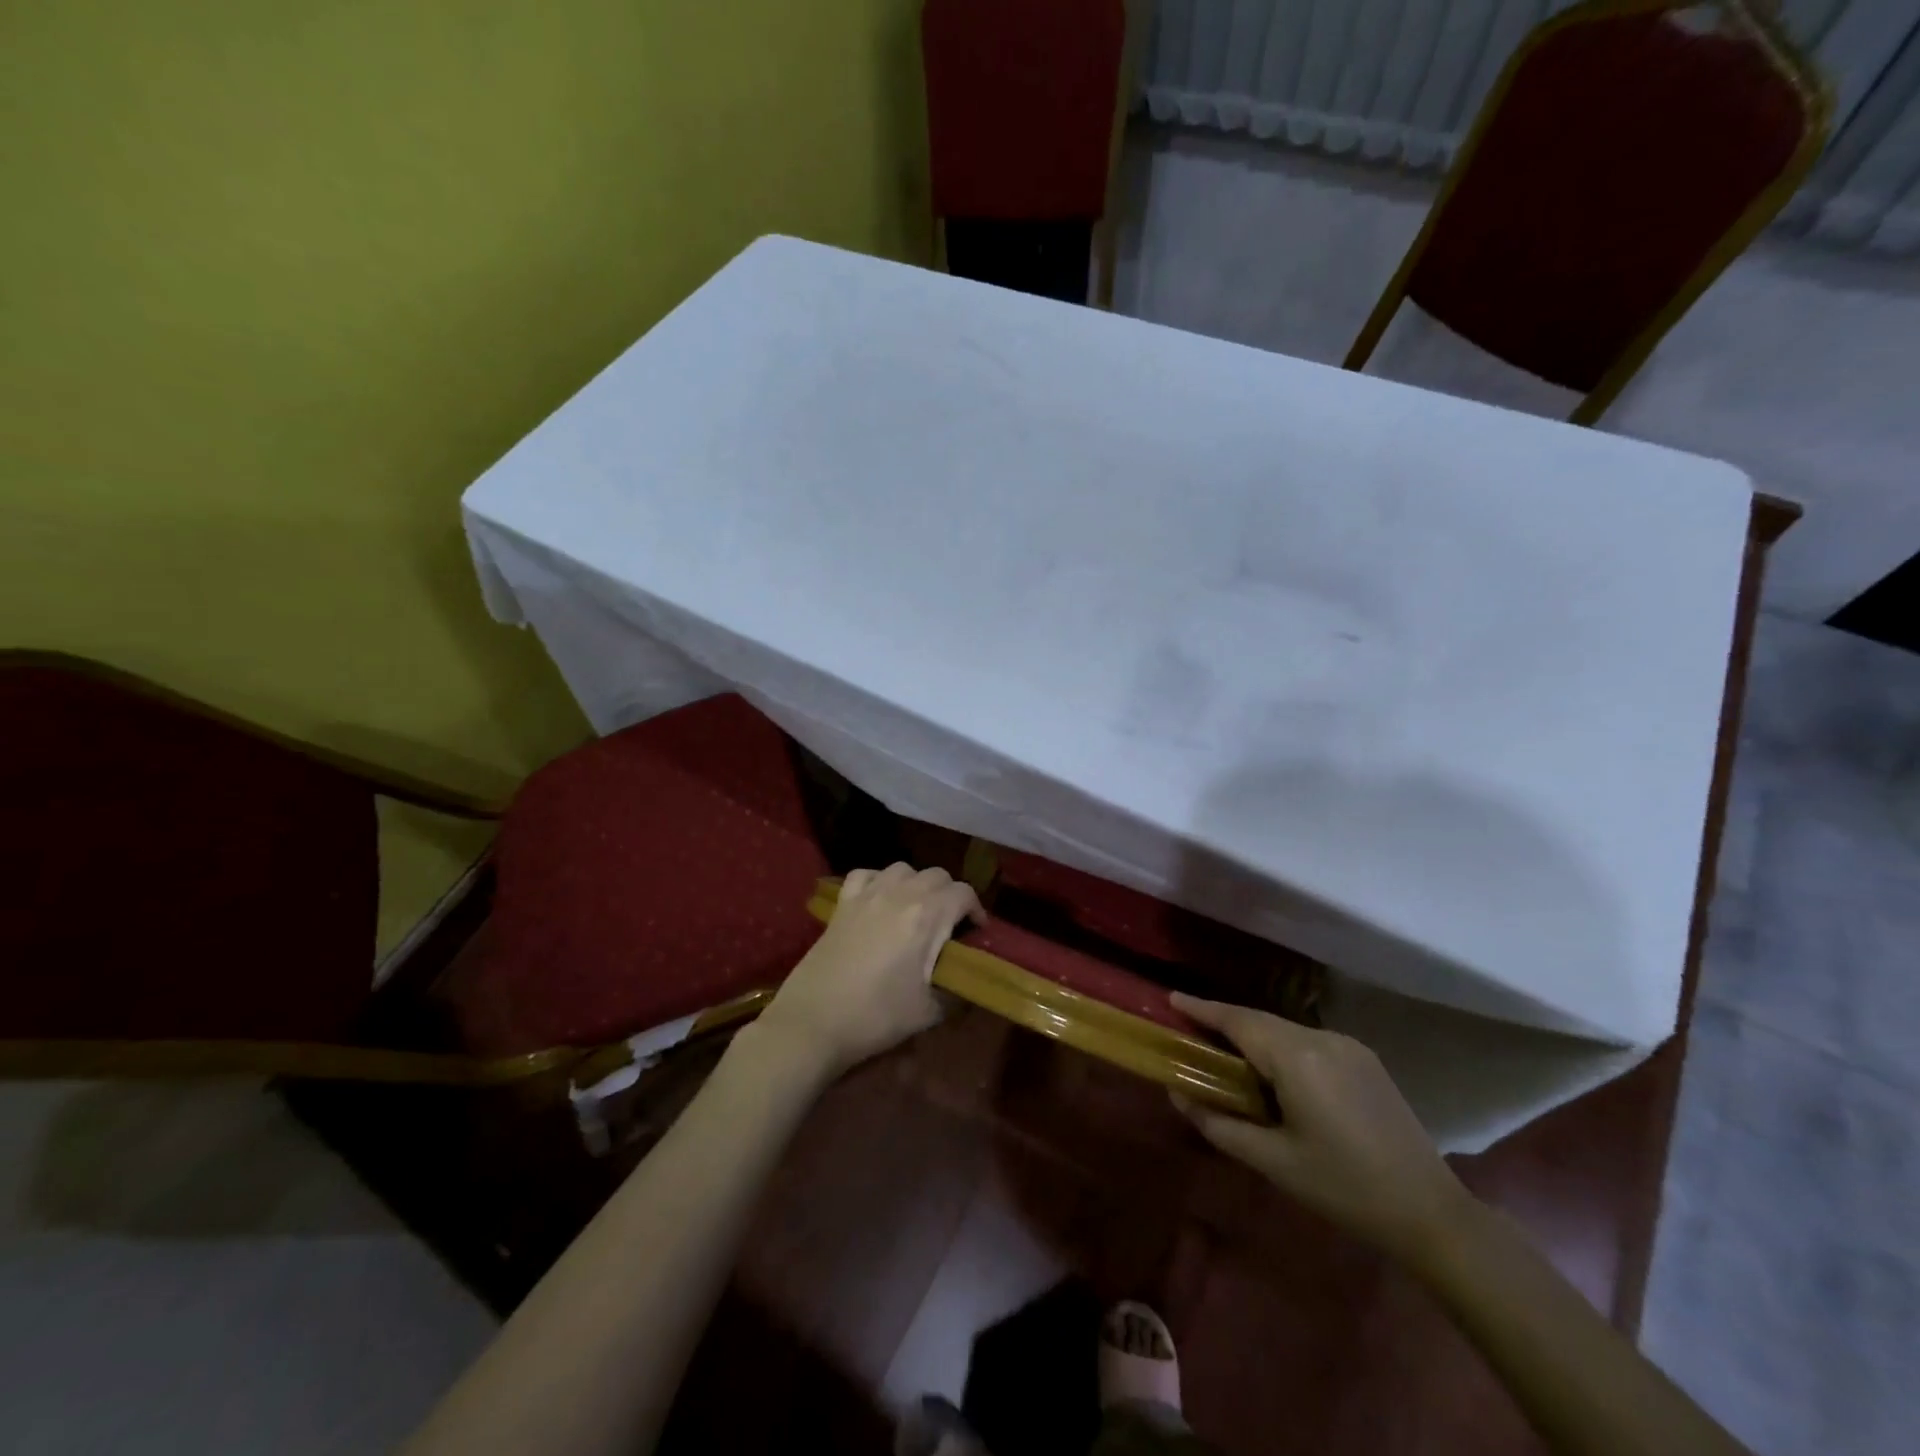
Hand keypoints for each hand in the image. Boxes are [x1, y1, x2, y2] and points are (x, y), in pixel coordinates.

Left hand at [754, 863, 980, 1079]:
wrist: (814, 1022)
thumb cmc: (877, 1016)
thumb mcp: (929, 1011)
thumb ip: (956, 991)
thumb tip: (966, 984)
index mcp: (927, 915)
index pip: (964, 893)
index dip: (976, 911)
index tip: (975, 934)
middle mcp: (900, 894)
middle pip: (937, 875)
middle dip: (950, 896)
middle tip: (949, 926)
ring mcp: (867, 894)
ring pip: (903, 869)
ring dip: (917, 884)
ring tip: (916, 911)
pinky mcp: (842, 903)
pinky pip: (866, 875)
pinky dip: (879, 881)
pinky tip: (880, 901)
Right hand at [1169, 991, 1472, 1266]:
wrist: (1431, 1213)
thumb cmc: (1344, 1188)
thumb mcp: (1273, 1161)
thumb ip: (1218, 1124)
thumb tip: (1177, 1095)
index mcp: (1296, 1058)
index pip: (1237, 1020)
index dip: (1202, 1008)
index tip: (1170, 999)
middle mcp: (1321, 1038)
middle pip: (1259, 1020)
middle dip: (1223, 1021)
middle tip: (1190, 1030)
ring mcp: (1347, 1045)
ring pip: (1284, 1029)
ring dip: (1252, 1034)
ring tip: (1225, 1053)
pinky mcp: (1364, 1058)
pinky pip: (1307, 1041)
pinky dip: (1279, 1045)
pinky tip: (1271, 1070)